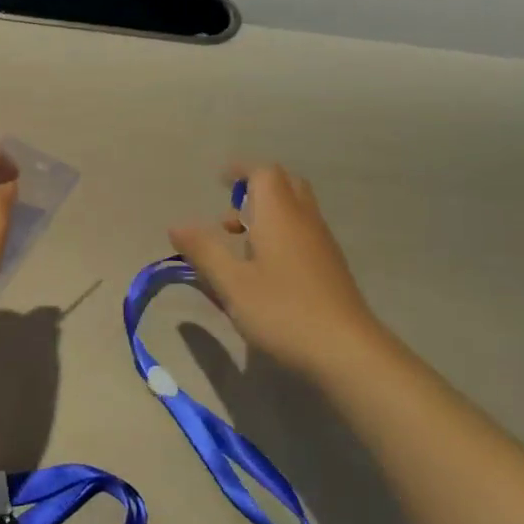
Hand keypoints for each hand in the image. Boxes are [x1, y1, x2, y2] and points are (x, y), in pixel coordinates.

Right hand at [169, 163, 384, 372]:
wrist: (347, 352)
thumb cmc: (283, 311)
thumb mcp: (232, 283)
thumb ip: (204, 251)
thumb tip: (176, 225)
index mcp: (279, 216)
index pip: (264, 173)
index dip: (241, 171)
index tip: (220, 180)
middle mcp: (305, 221)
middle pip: (285, 185)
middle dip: (256, 190)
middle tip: (231, 215)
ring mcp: (322, 244)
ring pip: (296, 210)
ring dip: (268, 215)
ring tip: (240, 247)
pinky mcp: (331, 267)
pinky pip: (303, 233)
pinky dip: (281, 235)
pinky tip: (265, 270)